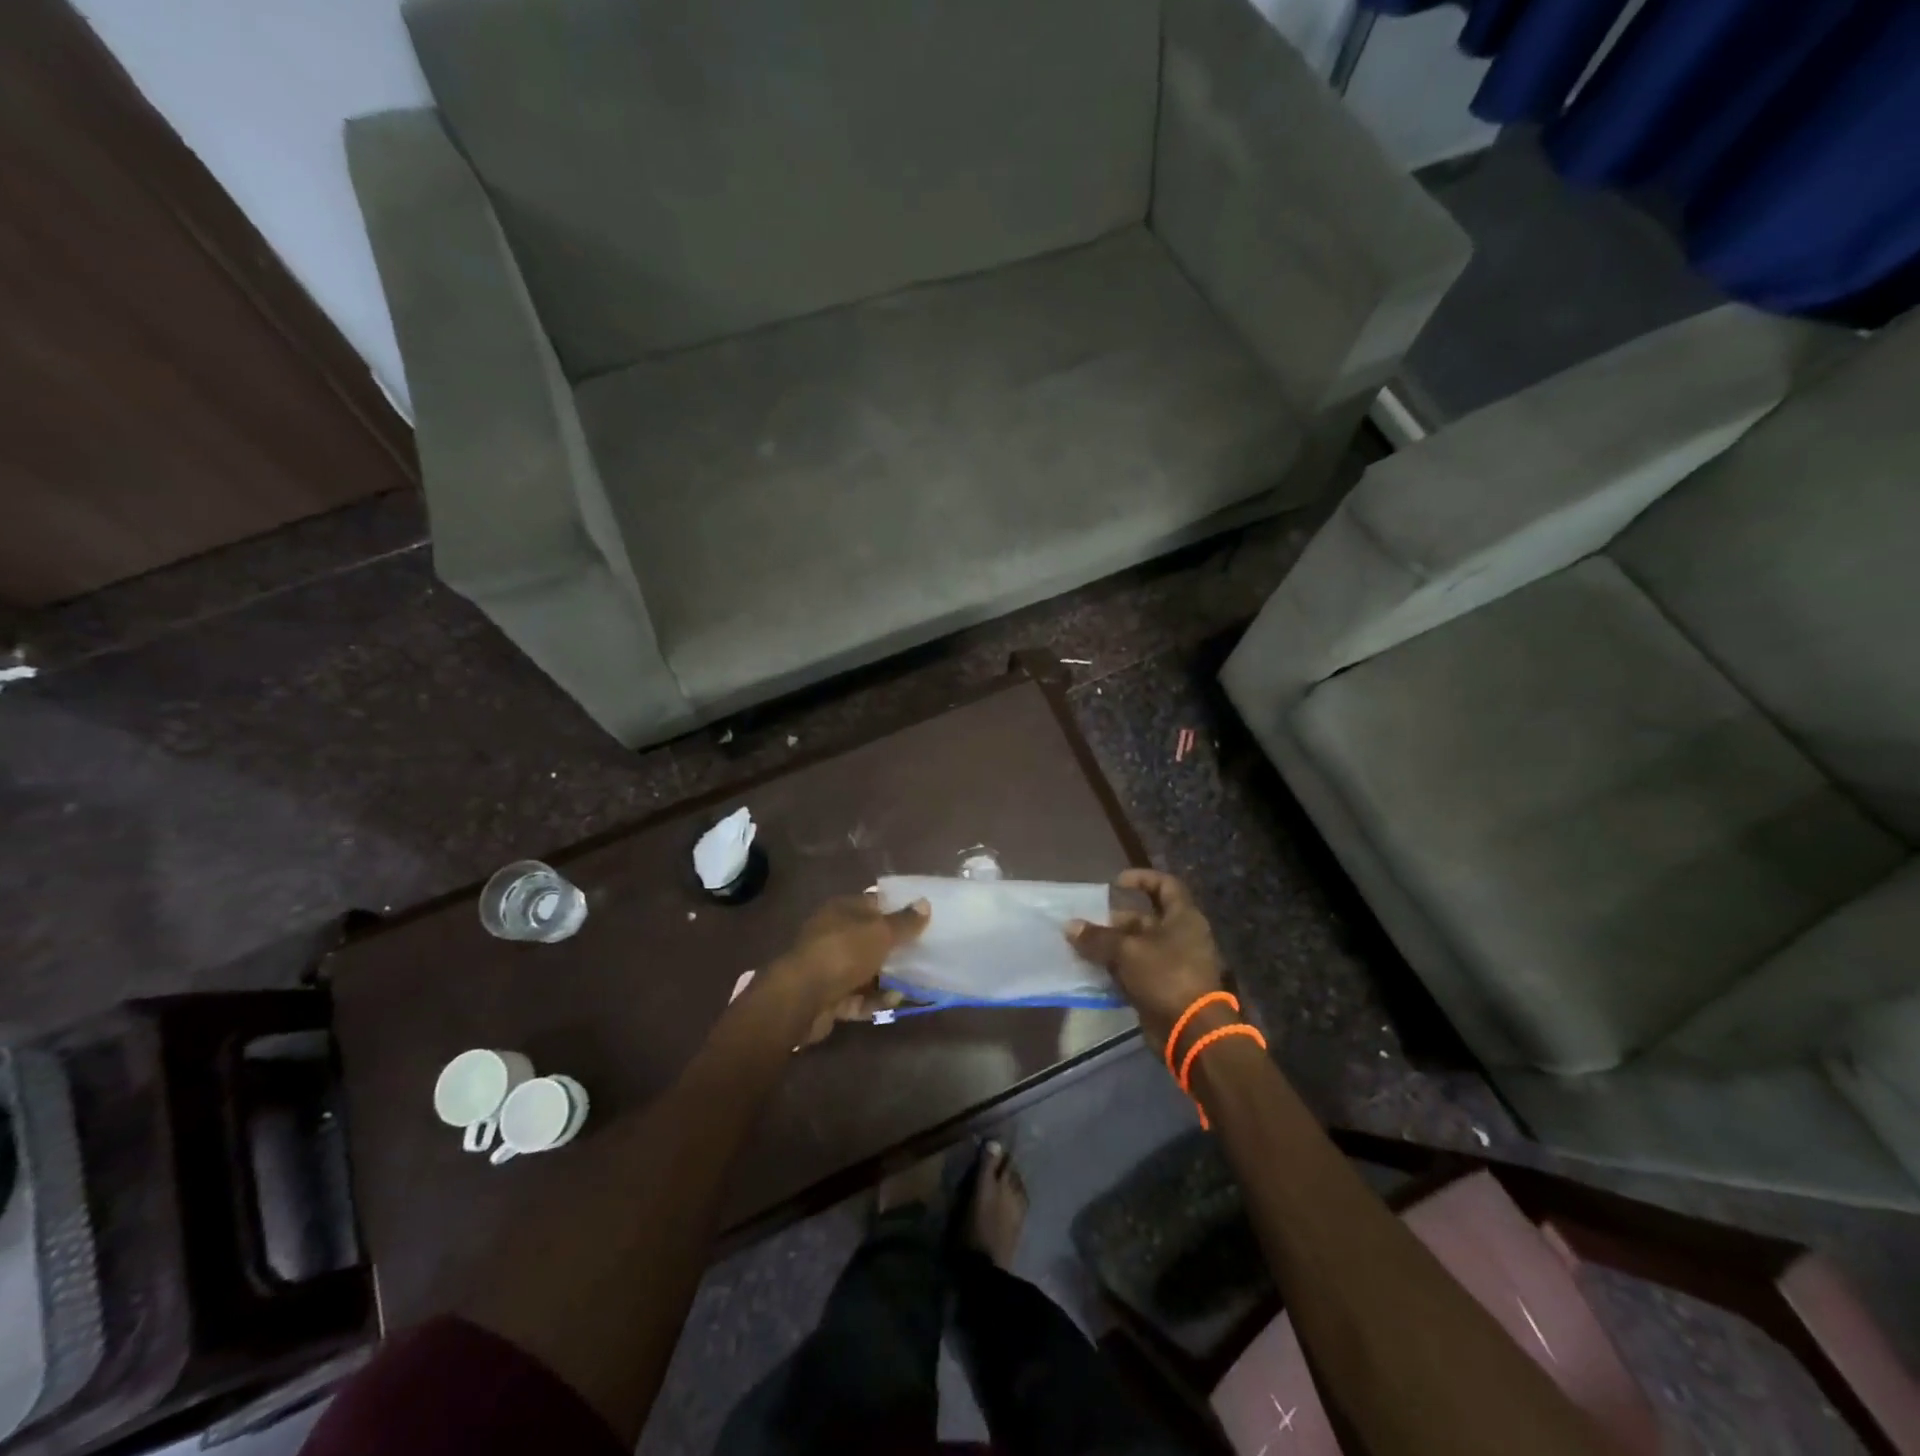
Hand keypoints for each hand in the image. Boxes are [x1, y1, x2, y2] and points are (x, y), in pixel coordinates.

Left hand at [769, 892, 930, 1044]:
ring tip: (917, 981)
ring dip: (889, 977)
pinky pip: (858, 997)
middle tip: (925, 952)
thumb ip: (904, 921)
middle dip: (896, 947)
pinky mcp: (829, 997)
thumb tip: (924, 903)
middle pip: (870, 938)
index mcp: (842, 910)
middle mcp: (833, 935)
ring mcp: (829, 967)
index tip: (925, 918)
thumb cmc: (843, 953)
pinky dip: (876, 1000)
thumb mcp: (880, 932)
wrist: (801, 999)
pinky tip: (896, 1001)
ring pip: (866, 970)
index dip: (898, 908)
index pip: (874, 903)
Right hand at [1066, 870, 1224, 1049]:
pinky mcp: (1164, 987)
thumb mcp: (1127, 951)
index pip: (1165, 885)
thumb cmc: (1165, 977)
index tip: (1115, 883)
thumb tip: (1070, 925)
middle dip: (1115, 920)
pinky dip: (1117, 969)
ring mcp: (1173, 963)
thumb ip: (1098, 937)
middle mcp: (1181, 936)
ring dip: (1112, 947)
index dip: (1141, 878)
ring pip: (1137, 946)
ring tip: (1083, 946)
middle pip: (1145, 918)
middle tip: (1088, 923)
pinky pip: (1136, 970)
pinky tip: (1093, 970)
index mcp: (1183, 918)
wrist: (1191, 1031)